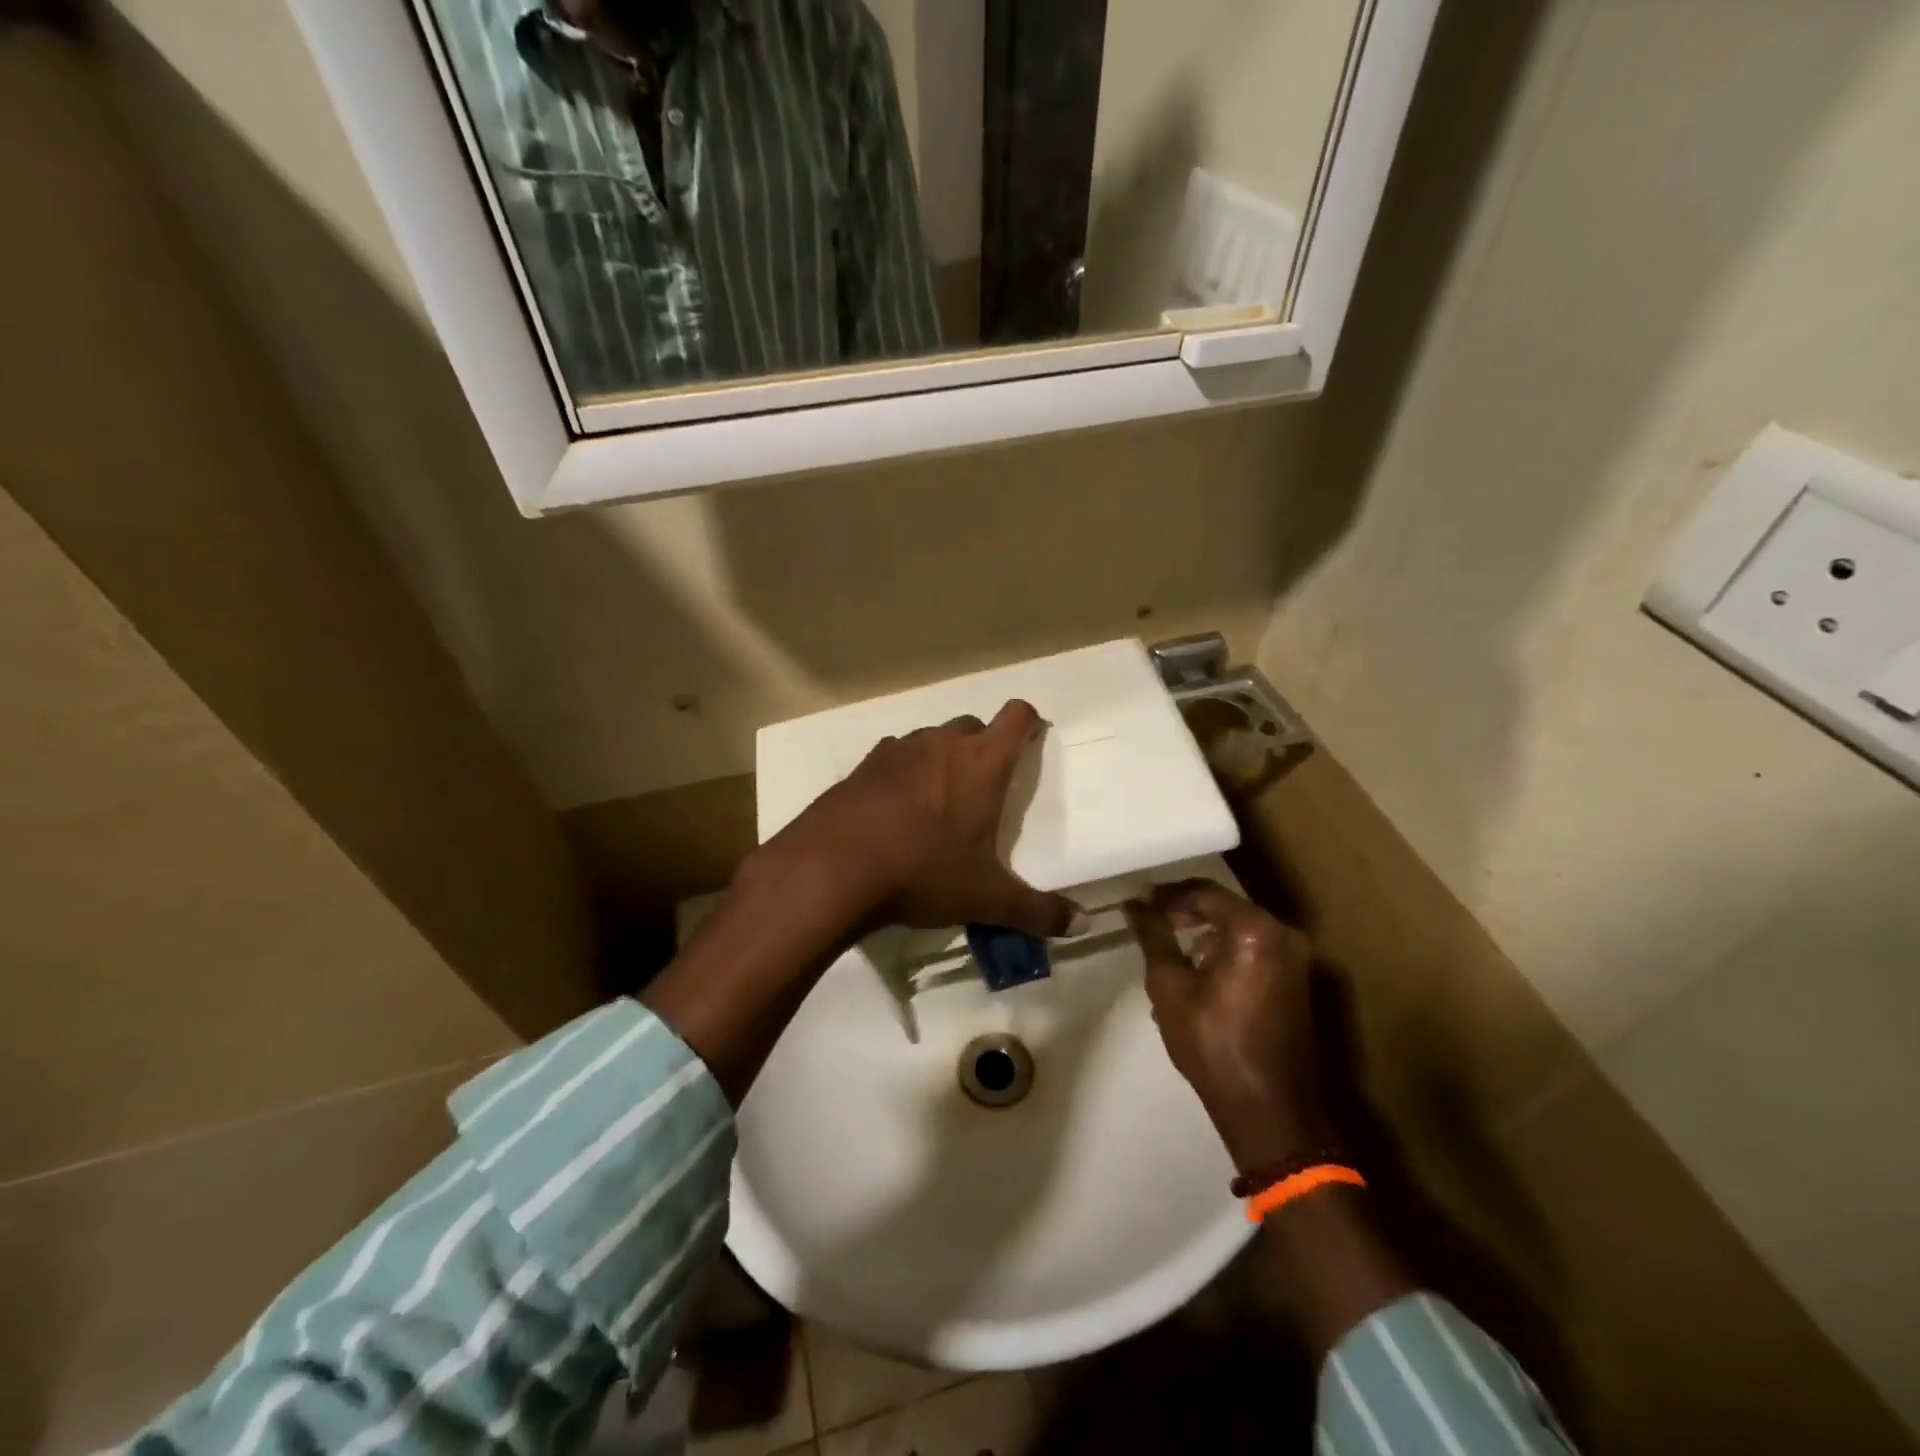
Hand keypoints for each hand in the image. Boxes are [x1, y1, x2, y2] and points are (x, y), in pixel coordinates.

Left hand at [771, 699, 1080, 936]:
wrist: (833, 867)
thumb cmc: (923, 872)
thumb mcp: (985, 898)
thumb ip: (1038, 912)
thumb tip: (1084, 926)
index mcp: (982, 763)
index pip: (1016, 717)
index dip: (1028, 723)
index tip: (1032, 742)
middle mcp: (942, 743)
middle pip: (973, 726)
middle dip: (983, 748)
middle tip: (984, 789)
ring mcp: (898, 750)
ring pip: (931, 740)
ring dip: (941, 760)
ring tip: (938, 803)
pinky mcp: (863, 765)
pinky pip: (895, 757)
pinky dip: (903, 774)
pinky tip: (896, 811)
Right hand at [1125, 880, 1330, 1174]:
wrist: (1270, 1111)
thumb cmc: (1214, 1044)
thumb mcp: (1169, 987)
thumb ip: (1153, 937)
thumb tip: (1135, 905)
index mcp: (1255, 930)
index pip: (1204, 892)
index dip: (1168, 896)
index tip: (1141, 907)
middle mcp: (1284, 935)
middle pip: (1226, 909)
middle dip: (1186, 915)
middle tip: (1153, 927)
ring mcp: (1297, 961)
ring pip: (1240, 932)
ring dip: (1206, 937)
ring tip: (1171, 958)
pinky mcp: (1299, 984)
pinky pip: (1256, 953)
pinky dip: (1227, 955)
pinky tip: (1200, 979)